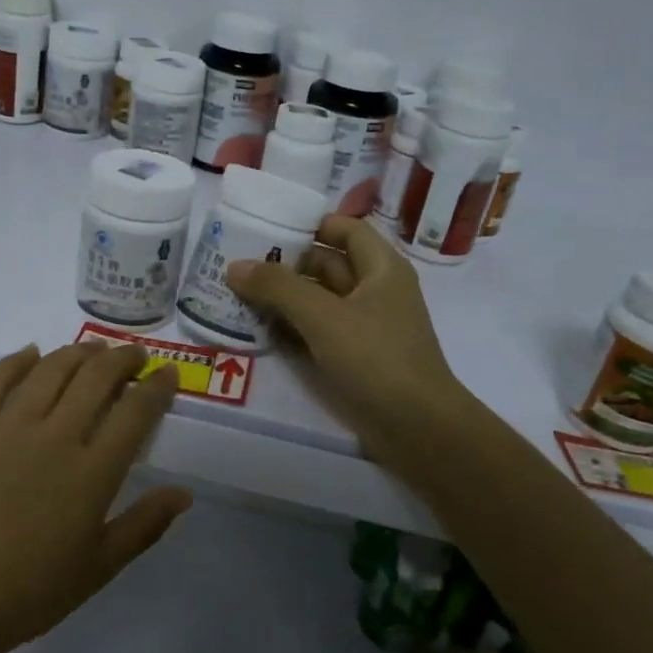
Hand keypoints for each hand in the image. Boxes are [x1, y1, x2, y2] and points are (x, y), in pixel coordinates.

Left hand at [0, 342, 190, 652]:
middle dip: (122, 359)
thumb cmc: (30, 592)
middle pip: (94, 379)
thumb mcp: (100, 567)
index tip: (167, 374)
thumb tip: (184, 493)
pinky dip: (15, 361)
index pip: (135, 412)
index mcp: (92, 473)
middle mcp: (54, 438)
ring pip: (48, 371)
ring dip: (76, 353)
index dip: (157, 387)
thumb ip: (145, 525)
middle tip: (133, 355)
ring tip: (92, 349)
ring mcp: (6, 429)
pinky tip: (30, 353)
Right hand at [227, 215, 468, 469]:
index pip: (345, 229)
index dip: (309, 224)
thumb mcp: (323, 316)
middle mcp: (375, 291)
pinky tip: (259, 330)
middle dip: (285, 264)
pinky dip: (292, 327)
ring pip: (319, 301)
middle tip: (238, 264)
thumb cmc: (376, 358)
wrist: (418, 428)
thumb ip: (277, 287)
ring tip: (237, 294)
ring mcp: (365, 327)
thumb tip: (235, 266)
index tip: (266, 228)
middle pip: (326, 265)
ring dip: (284, 298)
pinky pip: (318, 331)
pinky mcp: (355, 358)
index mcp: (381, 268)